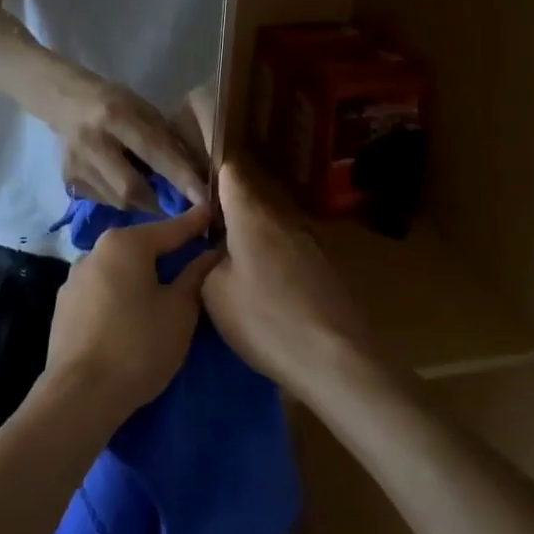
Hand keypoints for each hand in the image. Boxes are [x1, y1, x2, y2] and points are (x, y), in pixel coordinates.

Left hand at [42, 206, 222, 424]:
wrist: (79, 394)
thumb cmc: (138, 346)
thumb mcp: (179, 312)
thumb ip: (195, 277)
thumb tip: (209, 253)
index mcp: (125, 244)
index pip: (171, 228)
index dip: (196, 223)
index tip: (213, 213)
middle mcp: (95, 250)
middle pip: (141, 245)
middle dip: (167, 249)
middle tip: (194, 256)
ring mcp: (74, 278)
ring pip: (119, 267)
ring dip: (141, 273)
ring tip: (163, 288)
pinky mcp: (64, 305)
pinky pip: (102, 288)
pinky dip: (121, 292)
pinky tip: (131, 312)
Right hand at [52, 75, 208, 211]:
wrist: (66, 101)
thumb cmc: (114, 101)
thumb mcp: (143, 109)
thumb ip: (166, 140)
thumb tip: (196, 174)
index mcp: (116, 116)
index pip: (154, 152)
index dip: (180, 177)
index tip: (204, 198)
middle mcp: (93, 142)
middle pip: (130, 189)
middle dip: (159, 202)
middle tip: (177, 206)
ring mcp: (77, 164)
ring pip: (117, 200)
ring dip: (141, 202)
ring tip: (151, 192)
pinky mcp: (68, 180)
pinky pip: (103, 201)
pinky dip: (120, 199)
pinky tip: (123, 184)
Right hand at [203, 158, 370, 392]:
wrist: (336, 360)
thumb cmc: (265, 320)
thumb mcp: (214, 293)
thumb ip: (208, 261)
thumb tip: (217, 252)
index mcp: (252, 216)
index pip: (231, 174)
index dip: (213, 173)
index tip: (196, 185)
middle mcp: (284, 220)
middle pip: (251, 204)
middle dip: (229, 216)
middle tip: (206, 239)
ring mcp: (311, 244)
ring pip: (271, 231)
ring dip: (252, 244)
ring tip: (234, 271)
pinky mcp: (327, 270)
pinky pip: (289, 255)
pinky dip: (273, 265)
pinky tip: (266, 294)